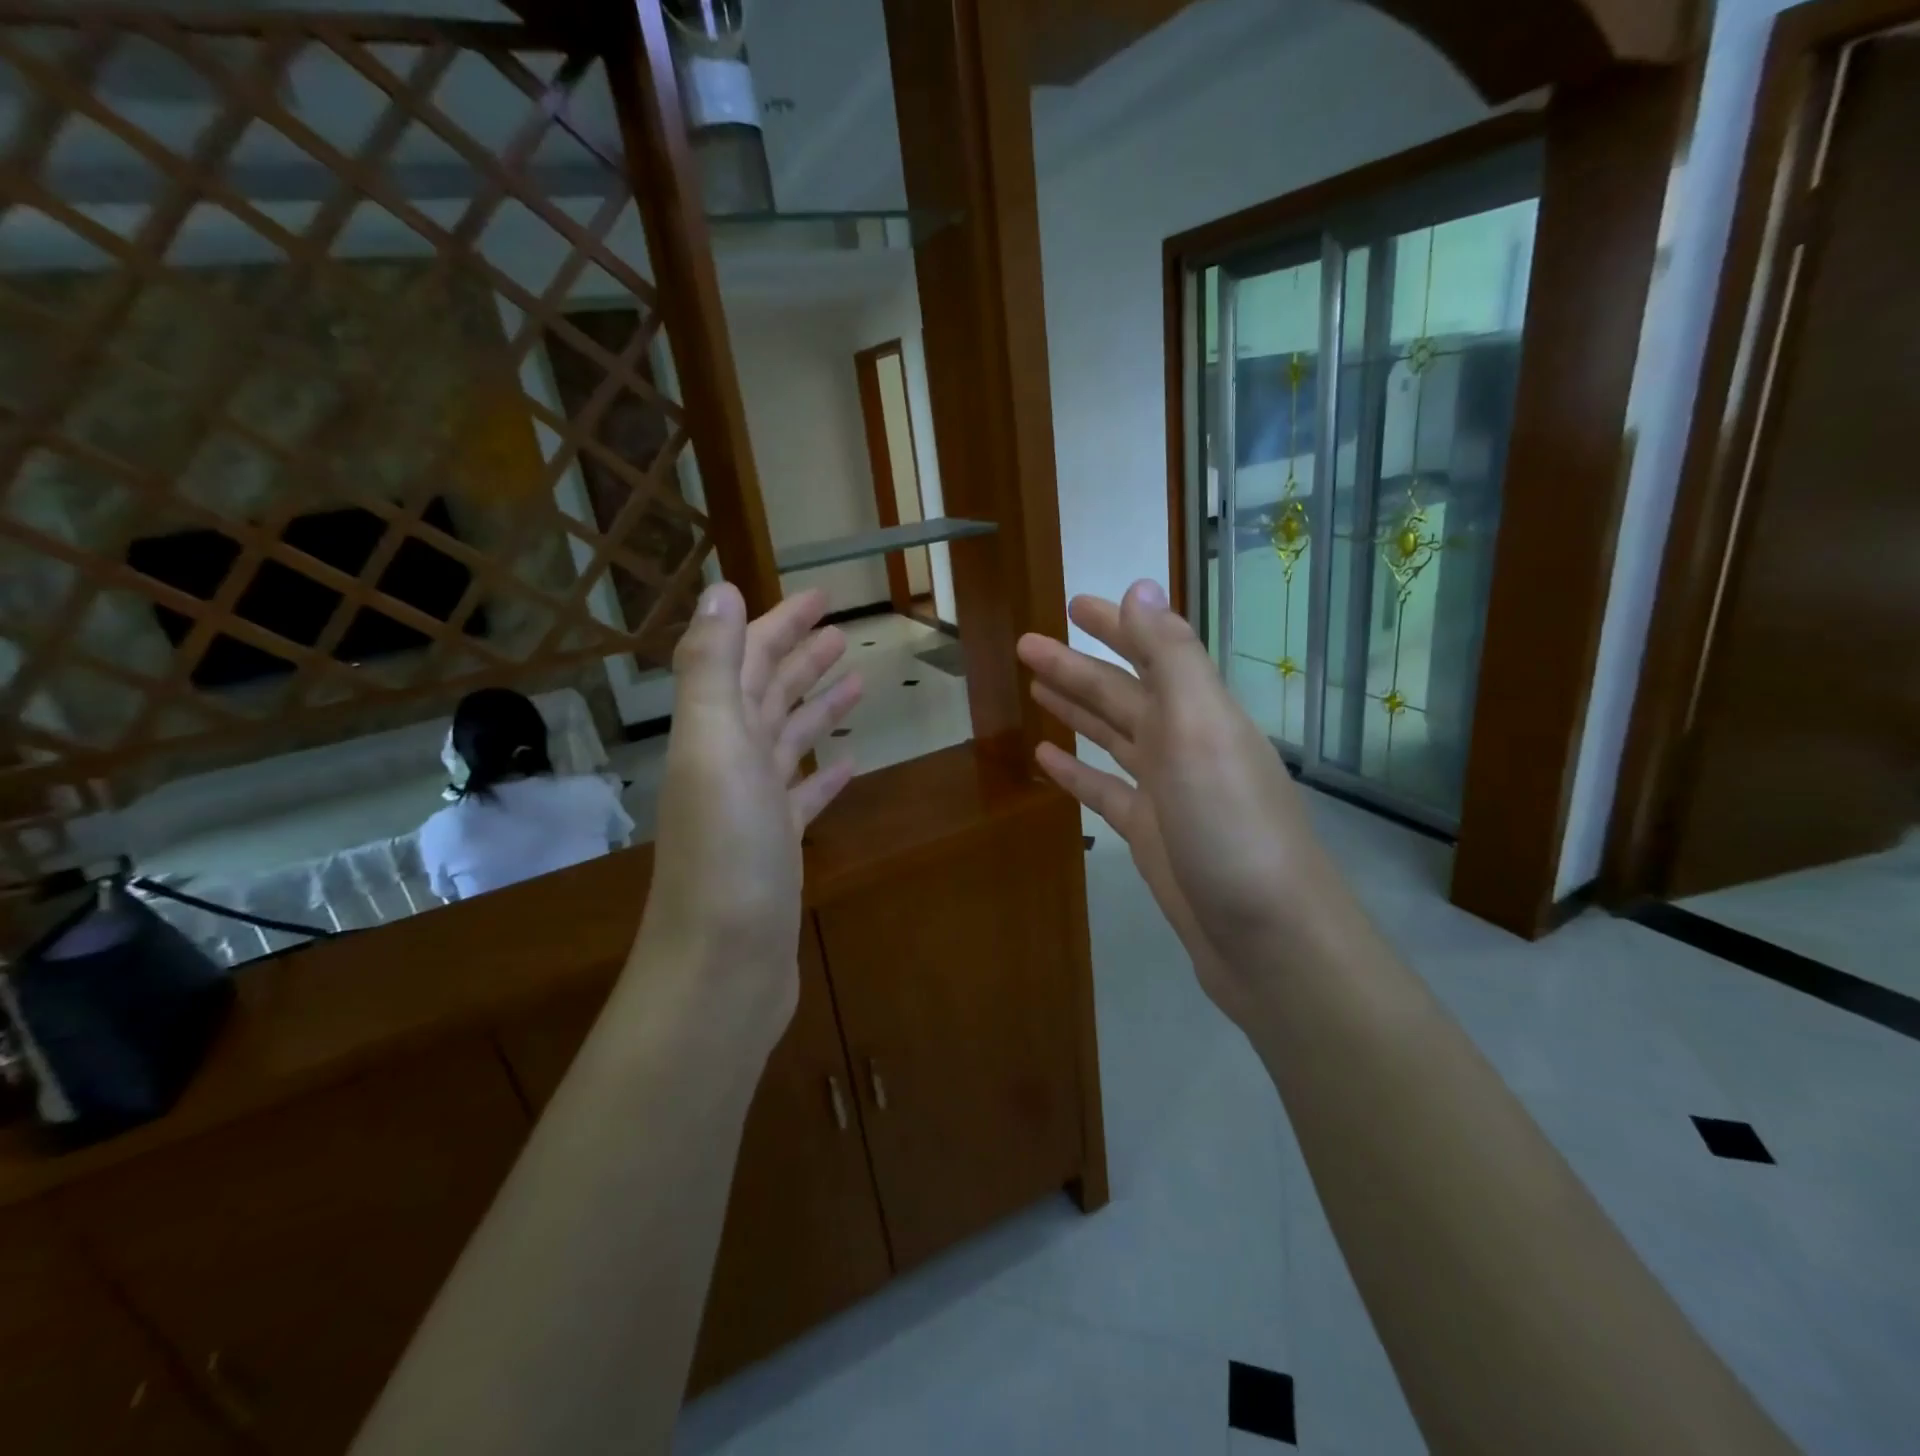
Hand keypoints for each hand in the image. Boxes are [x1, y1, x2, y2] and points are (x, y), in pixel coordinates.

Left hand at [636, 583, 861, 1039]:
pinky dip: (824, 773)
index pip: (747, 659)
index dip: (780, 623)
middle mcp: (729, 762)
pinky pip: (804, 795)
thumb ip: (711, 668)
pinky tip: (851, 763)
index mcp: (714, 732)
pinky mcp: (778, 845)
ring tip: (856, 679)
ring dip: (816, 706)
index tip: (822, 596)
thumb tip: (720, 590)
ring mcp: (754, 806)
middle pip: (767, 694)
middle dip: (800, 656)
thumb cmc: (726, 853)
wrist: (723, 965)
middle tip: (842, 630)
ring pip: (788, 740)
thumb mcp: (714, 747)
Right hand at [1017, 580, 1338, 1022]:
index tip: (1072, 605)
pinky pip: (1105, 790)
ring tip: (1034, 688)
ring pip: (1112, 737)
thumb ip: (1171, 658)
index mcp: (1199, 713)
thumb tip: (1140, 586)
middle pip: (1121, 694)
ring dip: (1076, 710)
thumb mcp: (1203, 731)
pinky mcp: (1150, 834)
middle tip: (1027, 646)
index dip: (1115, 625)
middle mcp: (1184, 744)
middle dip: (1076, 667)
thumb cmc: (1232, 827)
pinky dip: (1077, 770)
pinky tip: (1047, 757)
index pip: (1152, 651)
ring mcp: (1167, 792)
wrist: (1267, 938)